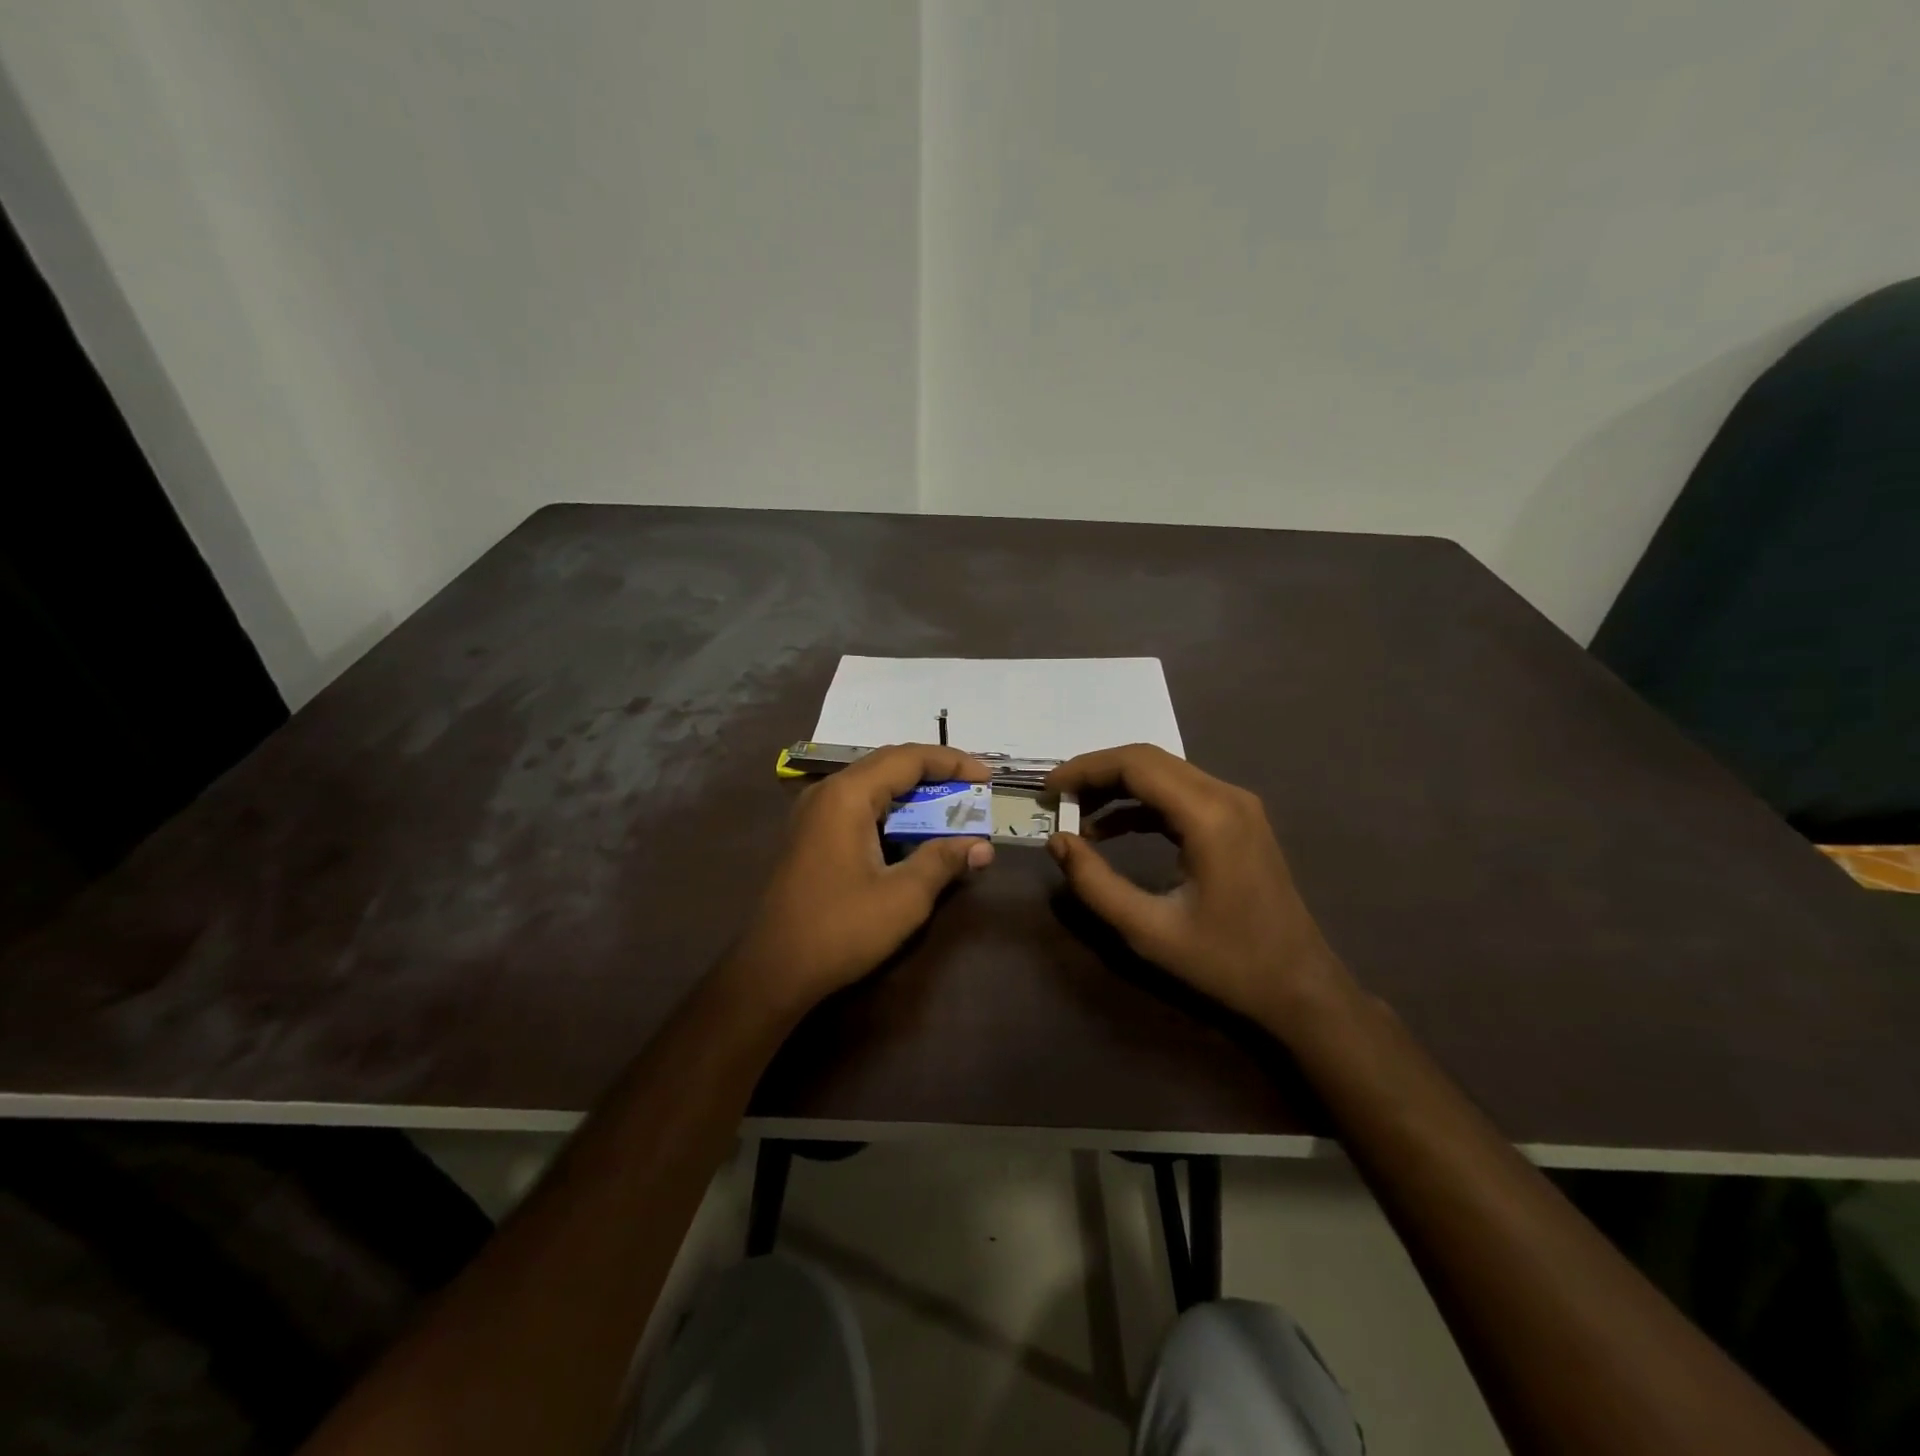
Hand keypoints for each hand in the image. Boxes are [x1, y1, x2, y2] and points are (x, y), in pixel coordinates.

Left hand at [729, 744, 994, 1015]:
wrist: (773, 971)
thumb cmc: (841, 929)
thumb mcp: (904, 897)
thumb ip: (944, 861)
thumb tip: (982, 846)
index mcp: (847, 796)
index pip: (908, 759)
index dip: (952, 763)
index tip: (986, 778)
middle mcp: (827, 793)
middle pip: (888, 766)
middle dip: (935, 776)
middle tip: (973, 793)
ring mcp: (813, 814)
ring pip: (873, 787)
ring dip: (913, 796)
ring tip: (951, 811)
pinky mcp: (810, 836)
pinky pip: (857, 808)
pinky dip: (892, 813)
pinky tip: (912, 834)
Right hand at [1045, 744, 1348, 1030]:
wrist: (1300, 986)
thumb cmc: (1226, 962)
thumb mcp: (1148, 931)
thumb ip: (1095, 884)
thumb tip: (1057, 841)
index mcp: (1209, 816)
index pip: (1136, 764)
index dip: (1085, 770)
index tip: (1048, 790)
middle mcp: (1226, 796)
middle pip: (1149, 760)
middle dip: (1096, 774)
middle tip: (1056, 800)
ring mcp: (1236, 805)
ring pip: (1164, 773)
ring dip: (1116, 787)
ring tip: (1075, 814)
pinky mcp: (1237, 820)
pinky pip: (1179, 794)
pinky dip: (1140, 804)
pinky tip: (1110, 829)